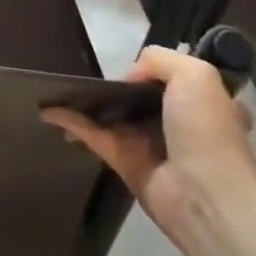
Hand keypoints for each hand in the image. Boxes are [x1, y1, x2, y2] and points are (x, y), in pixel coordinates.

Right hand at [41, 45, 255, 248]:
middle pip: (139, 98)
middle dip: (116, 87)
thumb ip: (158, 60)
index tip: (133, 64)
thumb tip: (129, 76)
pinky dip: (71, 122)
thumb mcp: (195, 75)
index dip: (154, 71)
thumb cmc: (206, 130)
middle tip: (89, 72)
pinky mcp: (125, 164)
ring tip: (60, 88)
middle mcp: (176, 125)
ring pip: (113, 116)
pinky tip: (49, 110)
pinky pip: (94, 136)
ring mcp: (150, 146)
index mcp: (200, 105)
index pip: (175, 81)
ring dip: (88, 103)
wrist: (206, 196)